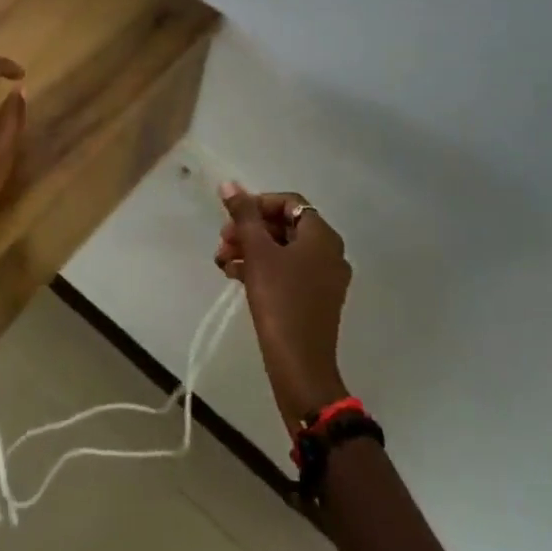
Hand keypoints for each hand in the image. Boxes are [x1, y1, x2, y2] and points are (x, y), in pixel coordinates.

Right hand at [215, 182, 351, 432]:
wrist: (300, 366)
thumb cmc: (280, 301)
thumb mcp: (258, 253)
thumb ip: (244, 215)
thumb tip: (229, 184)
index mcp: (322, 236)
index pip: (289, 202)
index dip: (257, 204)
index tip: (232, 218)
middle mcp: (329, 252)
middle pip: (285, 225)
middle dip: (250, 229)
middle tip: (222, 241)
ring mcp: (324, 278)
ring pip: (283, 250)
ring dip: (251, 249)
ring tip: (222, 261)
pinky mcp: (315, 300)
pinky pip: (287, 271)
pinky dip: (262, 268)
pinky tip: (234, 276)